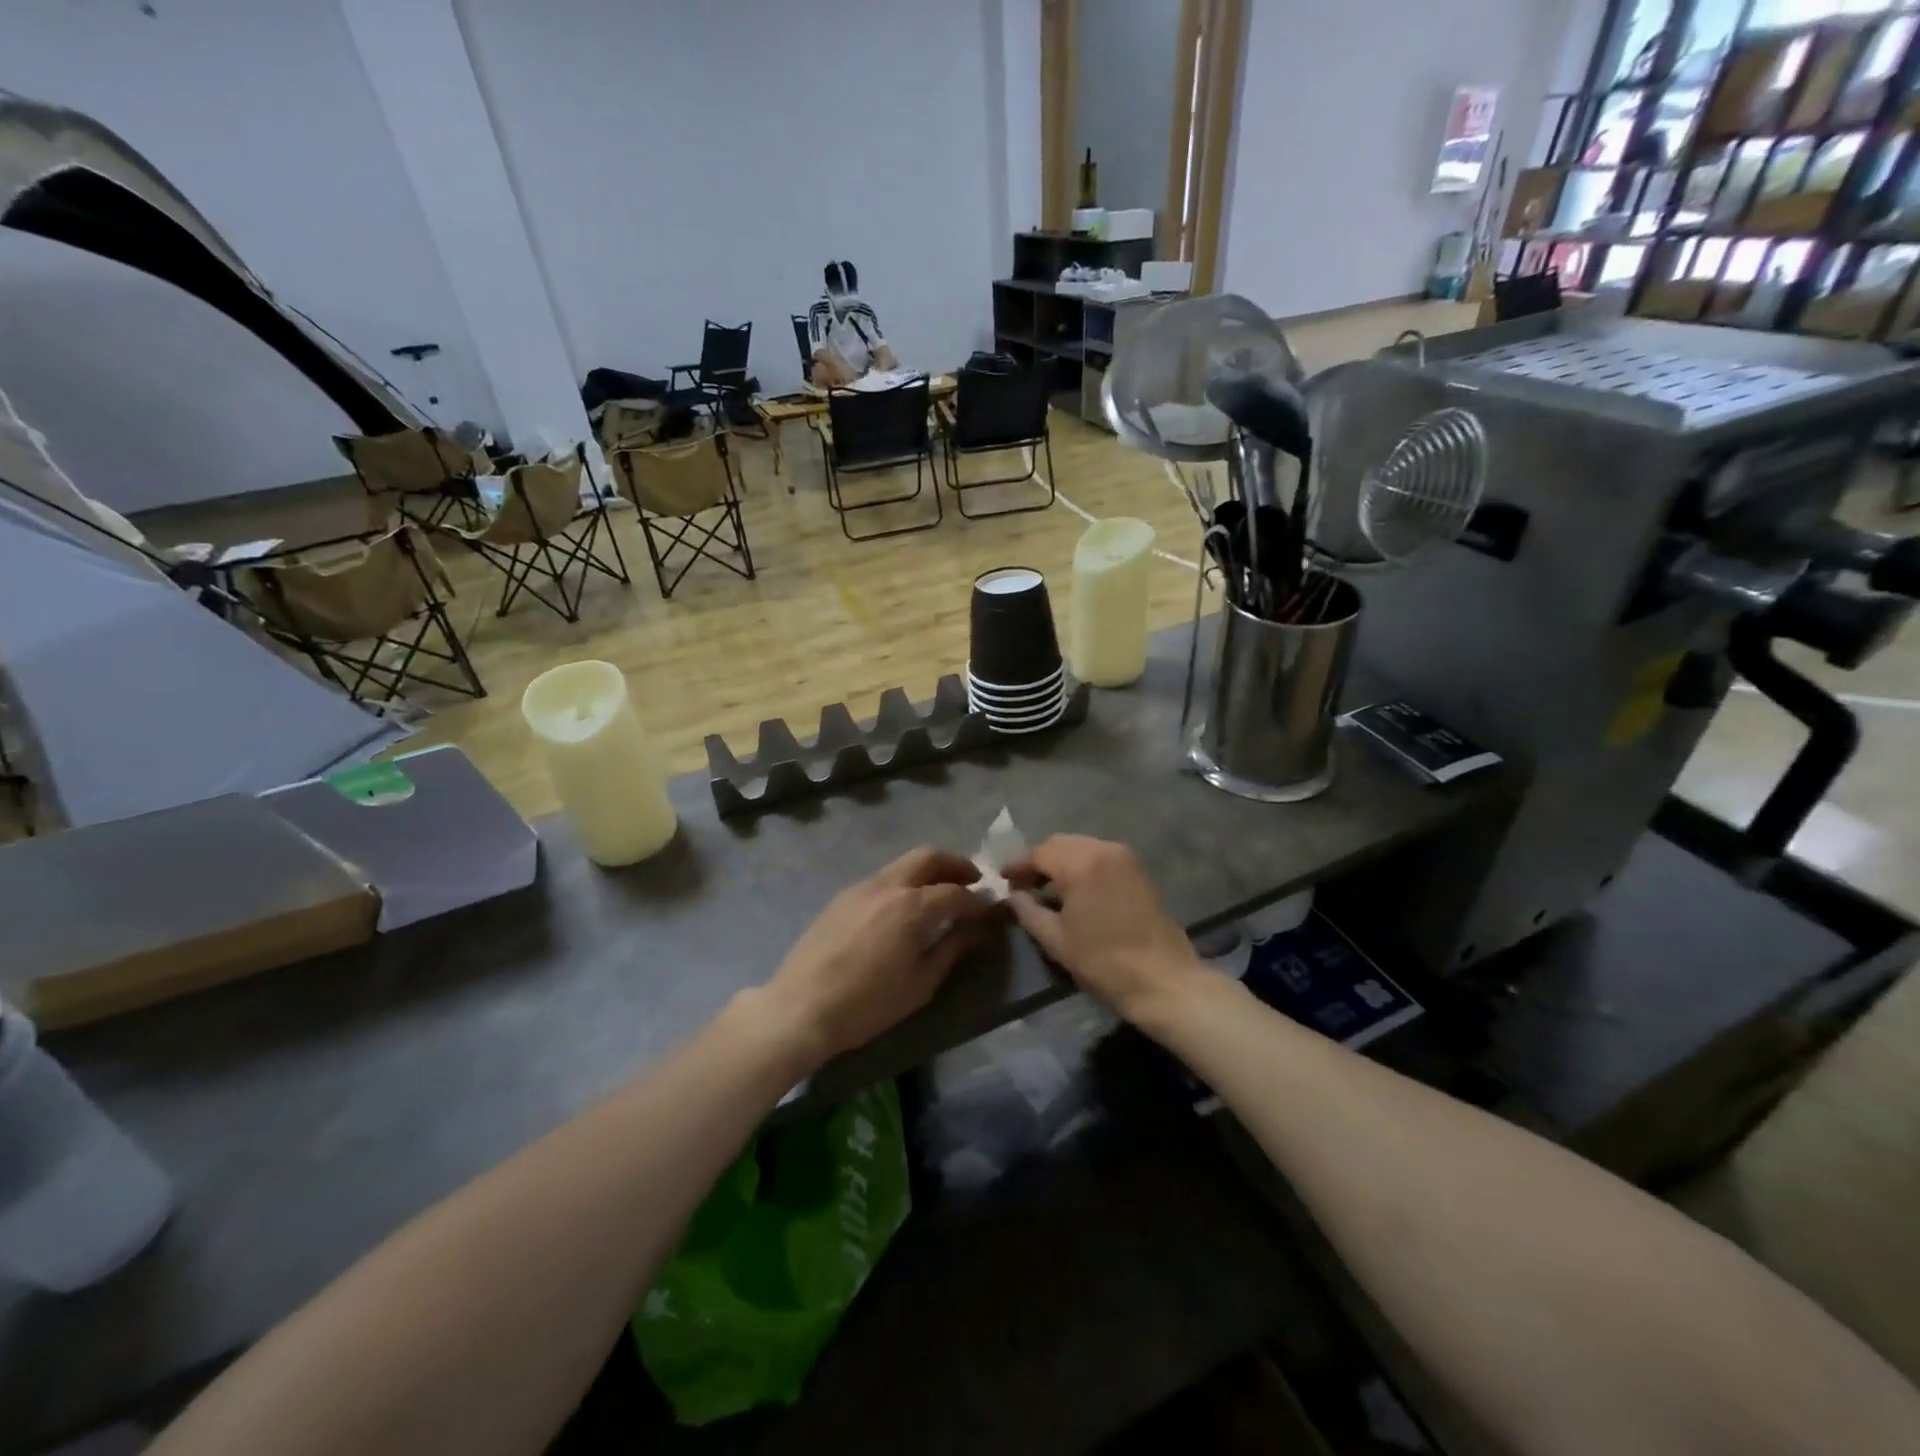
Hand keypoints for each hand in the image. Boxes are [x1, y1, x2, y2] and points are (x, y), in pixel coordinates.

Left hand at [758, 847, 996, 1067]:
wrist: (800, 1008)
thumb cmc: (867, 1004)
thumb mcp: (920, 984)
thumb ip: (952, 948)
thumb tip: (977, 927)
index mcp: (912, 906)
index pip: (957, 892)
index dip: (979, 901)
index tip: (991, 910)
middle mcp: (888, 885)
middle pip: (929, 857)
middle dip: (956, 865)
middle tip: (972, 882)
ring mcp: (861, 887)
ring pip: (903, 864)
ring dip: (928, 871)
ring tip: (940, 895)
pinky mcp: (842, 896)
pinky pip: (883, 878)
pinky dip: (904, 882)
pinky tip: (904, 909)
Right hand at [1008, 835, 1206, 1025]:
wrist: (1163, 980)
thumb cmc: (1103, 962)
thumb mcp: (1056, 940)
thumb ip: (1028, 911)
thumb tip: (1013, 895)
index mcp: (1080, 864)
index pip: (1039, 853)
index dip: (1018, 866)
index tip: (1003, 880)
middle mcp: (1103, 849)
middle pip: (1060, 844)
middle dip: (1039, 860)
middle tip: (1023, 884)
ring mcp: (1124, 857)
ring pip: (1081, 847)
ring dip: (1061, 862)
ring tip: (1047, 888)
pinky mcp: (1138, 870)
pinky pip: (1100, 856)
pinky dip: (1082, 865)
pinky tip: (1074, 890)